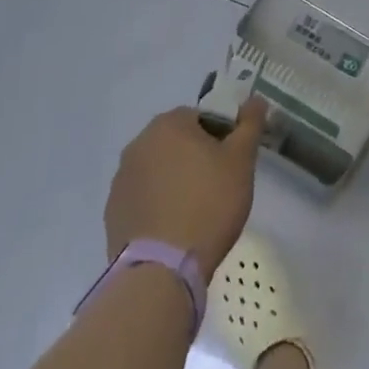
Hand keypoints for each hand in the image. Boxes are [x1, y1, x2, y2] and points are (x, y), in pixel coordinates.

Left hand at [106, 101, 265, 269]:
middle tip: (218, 185)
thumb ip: (250, 124)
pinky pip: (143, 198)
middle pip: (177, 142)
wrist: (162, 268)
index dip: (221, 136)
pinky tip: (175, 228)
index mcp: (168, 125)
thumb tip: (255, 99)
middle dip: (196, 157)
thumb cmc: (209, 203)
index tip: (233, 161)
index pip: (201, 116)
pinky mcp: (113, 213)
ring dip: (175, 180)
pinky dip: (158, 205)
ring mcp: (121, 180)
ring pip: (159, 170)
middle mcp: (138, 145)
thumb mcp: (241, 160)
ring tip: (196, 211)